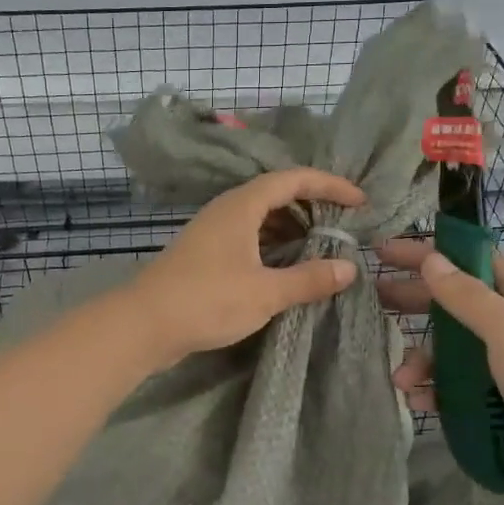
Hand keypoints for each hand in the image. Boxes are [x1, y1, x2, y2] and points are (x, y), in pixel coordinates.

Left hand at [124, 168, 366, 365]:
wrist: (144, 325)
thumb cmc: (207, 301)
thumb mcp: (265, 292)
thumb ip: (308, 279)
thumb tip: (348, 268)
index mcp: (242, 206)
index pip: (293, 179)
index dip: (329, 185)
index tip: (359, 202)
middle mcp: (226, 210)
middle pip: (276, 194)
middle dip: (312, 206)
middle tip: (342, 226)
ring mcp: (213, 232)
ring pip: (260, 218)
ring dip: (291, 227)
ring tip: (320, 247)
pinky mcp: (205, 255)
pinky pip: (248, 237)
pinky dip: (272, 245)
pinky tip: (285, 267)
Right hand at [375, 238, 503, 496]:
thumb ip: (466, 296)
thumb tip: (431, 259)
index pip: (468, 261)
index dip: (427, 254)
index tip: (383, 252)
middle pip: (455, 302)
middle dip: (414, 303)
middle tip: (374, 304)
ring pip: (453, 348)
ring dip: (424, 360)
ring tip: (402, 381)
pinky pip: (461, 382)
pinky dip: (438, 388)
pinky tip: (421, 401)